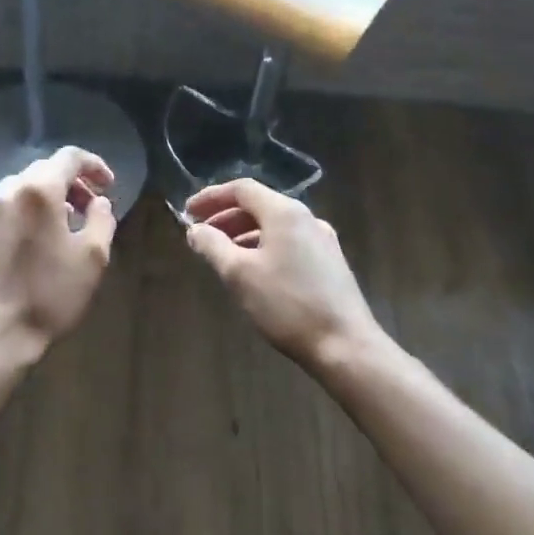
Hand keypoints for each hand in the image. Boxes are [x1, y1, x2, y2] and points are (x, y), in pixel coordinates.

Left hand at [0, 146, 117, 367]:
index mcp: (38, 191)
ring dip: (46, 198)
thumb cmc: (49, 295)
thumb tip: (99, 202)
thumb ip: (102, 219)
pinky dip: (24, 215)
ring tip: (64, 225)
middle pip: (42, 170)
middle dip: (71, 183)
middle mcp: (7, 193)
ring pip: (20, 190)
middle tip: (90, 206)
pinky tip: (34, 244)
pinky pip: (4, 212)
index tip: (109, 185)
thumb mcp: (93, 258)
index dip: (94, 165)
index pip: (69, 157)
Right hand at [182, 178, 383, 371]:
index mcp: (285, 212)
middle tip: (200, 235)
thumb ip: (213, 246)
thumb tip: (195, 230)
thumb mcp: (239, 275)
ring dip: (244, 233)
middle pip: (260, 205)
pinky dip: (263, 246)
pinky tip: (254, 271)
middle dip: (226, 216)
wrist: (345, 345)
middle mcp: (306, 218)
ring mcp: (322, 240)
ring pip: (274, 225)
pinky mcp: (330, 263)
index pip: (242, 189)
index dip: (211, 197)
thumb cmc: (287, 305)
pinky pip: (289, 242)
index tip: (188, 212)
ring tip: (222, 254)